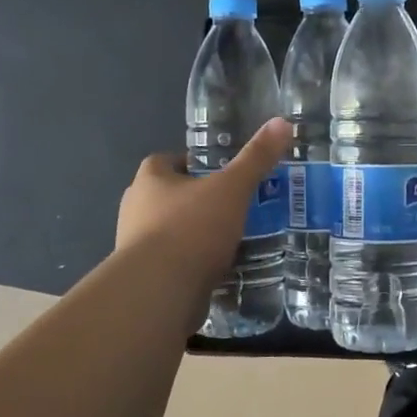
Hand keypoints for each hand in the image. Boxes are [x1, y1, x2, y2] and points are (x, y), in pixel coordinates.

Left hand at [116, 118, 293, 288]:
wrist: (157, 293)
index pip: (164, 161)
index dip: (189, 163)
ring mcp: (135, 247)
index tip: (217, 172)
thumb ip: (256, 158)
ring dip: (192, 234)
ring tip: (229, 238)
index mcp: (149, 180)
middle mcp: (135, 209)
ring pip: (168, 232)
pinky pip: (171, 264)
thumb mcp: (232, 189)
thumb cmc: (191, 228)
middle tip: (229, 204)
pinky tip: (217, 269)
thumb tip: (282, 122)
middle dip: (194, 200)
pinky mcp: (144, 280)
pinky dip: (191, 265)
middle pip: (166, 197)